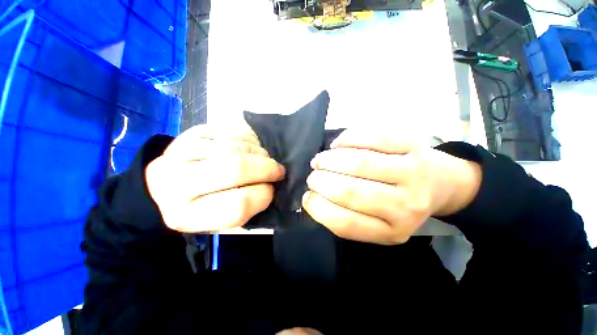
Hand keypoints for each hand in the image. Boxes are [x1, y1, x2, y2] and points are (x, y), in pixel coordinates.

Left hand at [146, 124, 284, 232]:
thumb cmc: (200, 208)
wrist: (166, 188)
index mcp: (187, 215)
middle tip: (278, 170)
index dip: (265, 195)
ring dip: (260, 153)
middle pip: (237, 168)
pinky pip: (231, 131)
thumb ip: (248, 207)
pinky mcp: (190, 133)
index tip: (272, 189)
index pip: (239, 204)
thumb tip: (272, 184)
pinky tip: (251, 147)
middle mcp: (178, 183)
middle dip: (268, 168)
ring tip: (265, 159)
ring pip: (237, 147)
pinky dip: (250, 139)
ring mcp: (181, 152)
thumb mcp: (222, 220)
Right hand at [302, 130, 480, 244]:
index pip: (345, 223)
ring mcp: (413, 174)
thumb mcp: (377, 224)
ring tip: (320, 160)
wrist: (441, 184)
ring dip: (330, 160)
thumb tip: (313, 198)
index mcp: (391, 231)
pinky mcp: (415, 147)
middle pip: (351, 191)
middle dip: (321, 181)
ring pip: (360, 163)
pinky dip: (349, 138)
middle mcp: (405, 206)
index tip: (307, 197)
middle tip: (312, 176)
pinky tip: (339, 144)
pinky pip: (375, 138)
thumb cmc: (400, 205)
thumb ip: (347, 216)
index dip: (318, 209)